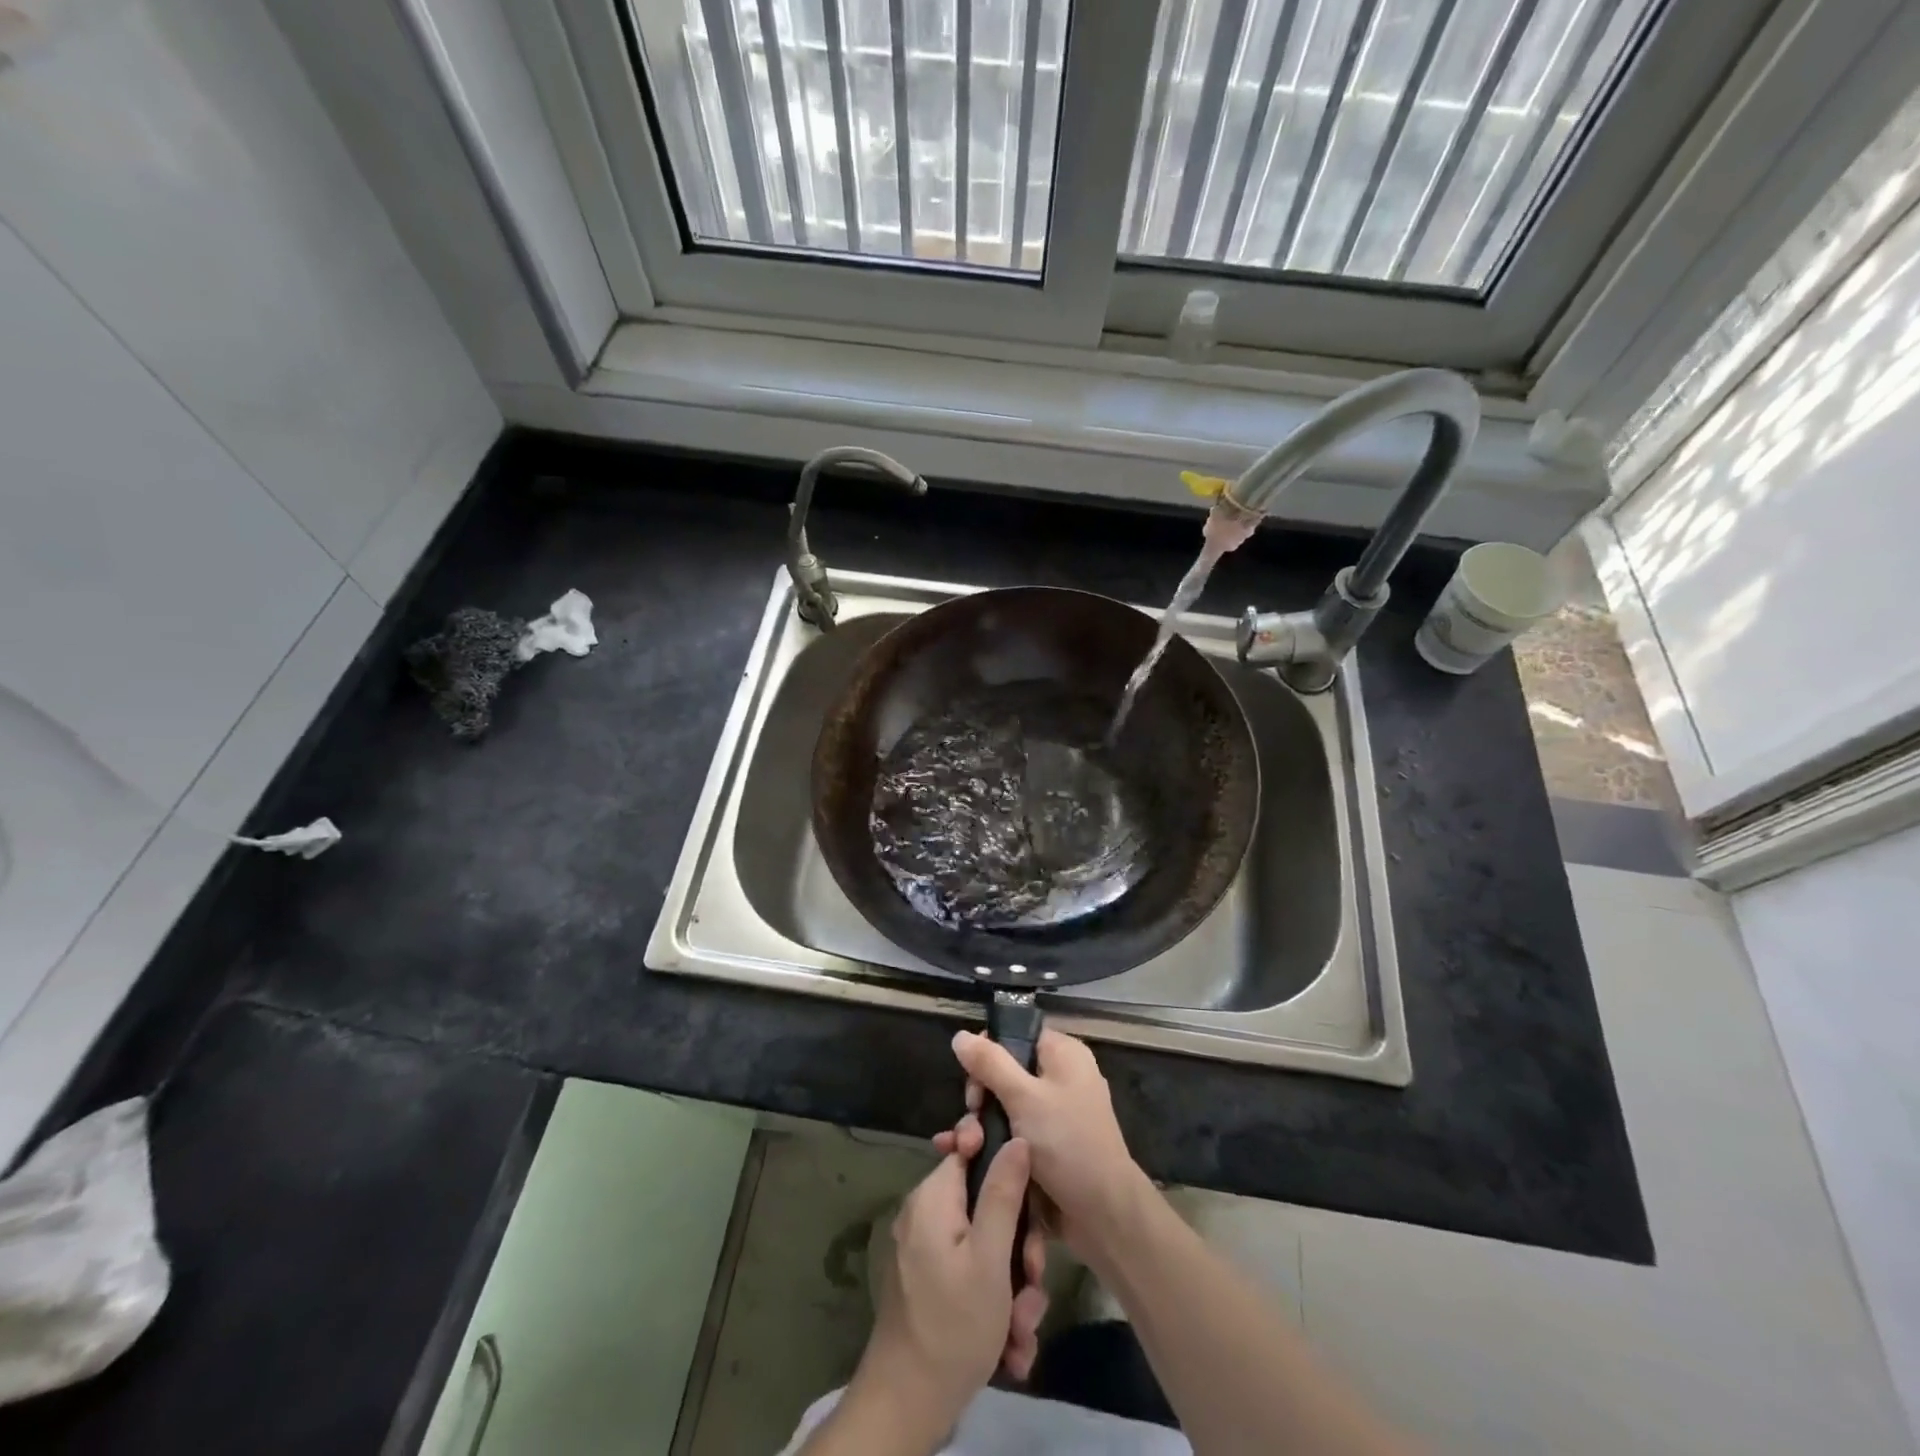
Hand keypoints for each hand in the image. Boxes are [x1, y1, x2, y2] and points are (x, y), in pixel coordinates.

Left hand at [851, 1139, 1049, 1441]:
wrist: (906, 1407)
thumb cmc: (953, 1325)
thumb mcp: (990, 1257)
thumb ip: (1004, 1193)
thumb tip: (1016, 1138)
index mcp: (934, 1197)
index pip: (972, 1151)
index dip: (1006, 1169)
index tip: (1030, 1206)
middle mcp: (927, 1216)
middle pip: (986, 1206)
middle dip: (1019, 1249)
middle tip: (1033, 1284)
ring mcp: (927, 1252)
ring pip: (986, 1249)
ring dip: (1013, 1289)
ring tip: (1023, 1331)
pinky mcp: (932, 1285)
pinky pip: (972, 1276)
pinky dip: (994, 1307)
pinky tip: (1011, 1348)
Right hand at [940, 1028, 1147, 1255]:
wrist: (1104, 1215)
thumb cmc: (1067, 1143)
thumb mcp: (1024, 1097)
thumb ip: (990, 1064)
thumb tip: (960, 1035)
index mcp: (1062, 1054)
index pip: (1015, 1037)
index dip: (988, 1055)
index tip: (973, 1084)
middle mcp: (1060, 1078)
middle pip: (1005, 1073)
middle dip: (980, 1099)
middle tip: (971, 1123)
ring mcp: (1054, 1114)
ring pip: (1005, 1108)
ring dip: (980, 1127)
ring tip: (965, 1150)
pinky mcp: (1047, 1147)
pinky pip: (1013, 1133)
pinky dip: (992, 1143)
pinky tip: (965, 1158)